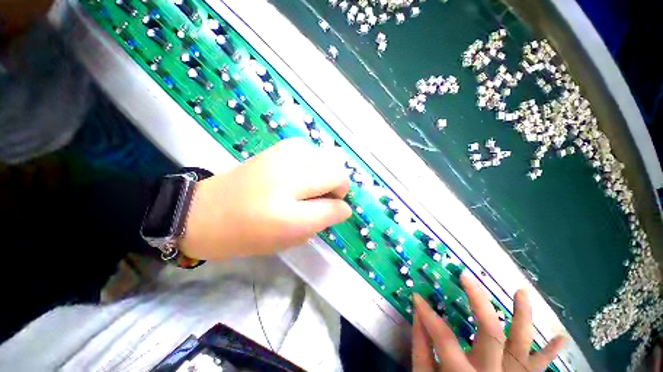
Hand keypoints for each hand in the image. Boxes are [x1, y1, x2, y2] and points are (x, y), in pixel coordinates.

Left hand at [181, 138, 351, 259]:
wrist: (204, 211)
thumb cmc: (247, 233)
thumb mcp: (289, 237)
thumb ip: (322, 221)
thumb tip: (343, 208)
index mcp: (288, 212)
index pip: (334, 206)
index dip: (340, 208)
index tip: (335, 211)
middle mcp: (288, 177)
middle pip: (336, 173)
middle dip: (338, 187)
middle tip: (323, 199)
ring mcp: (283, 155)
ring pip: (326, 159)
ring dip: (326, 174)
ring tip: (312, 186)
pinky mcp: (277, 147)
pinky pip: (311, 150)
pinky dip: (314, 162)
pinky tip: (302, 172)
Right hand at [412, 272, 567, 371]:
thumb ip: (420, 349)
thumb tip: (417, 315)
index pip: (443, 337)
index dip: (428, 315)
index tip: (416, 296)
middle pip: (490, 332)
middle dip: (478, 300)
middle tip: (466, 277)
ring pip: (522, 344)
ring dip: (523, 317)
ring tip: (522, 291)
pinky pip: (539, 368)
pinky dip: (550, 353)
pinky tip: (561, 339)